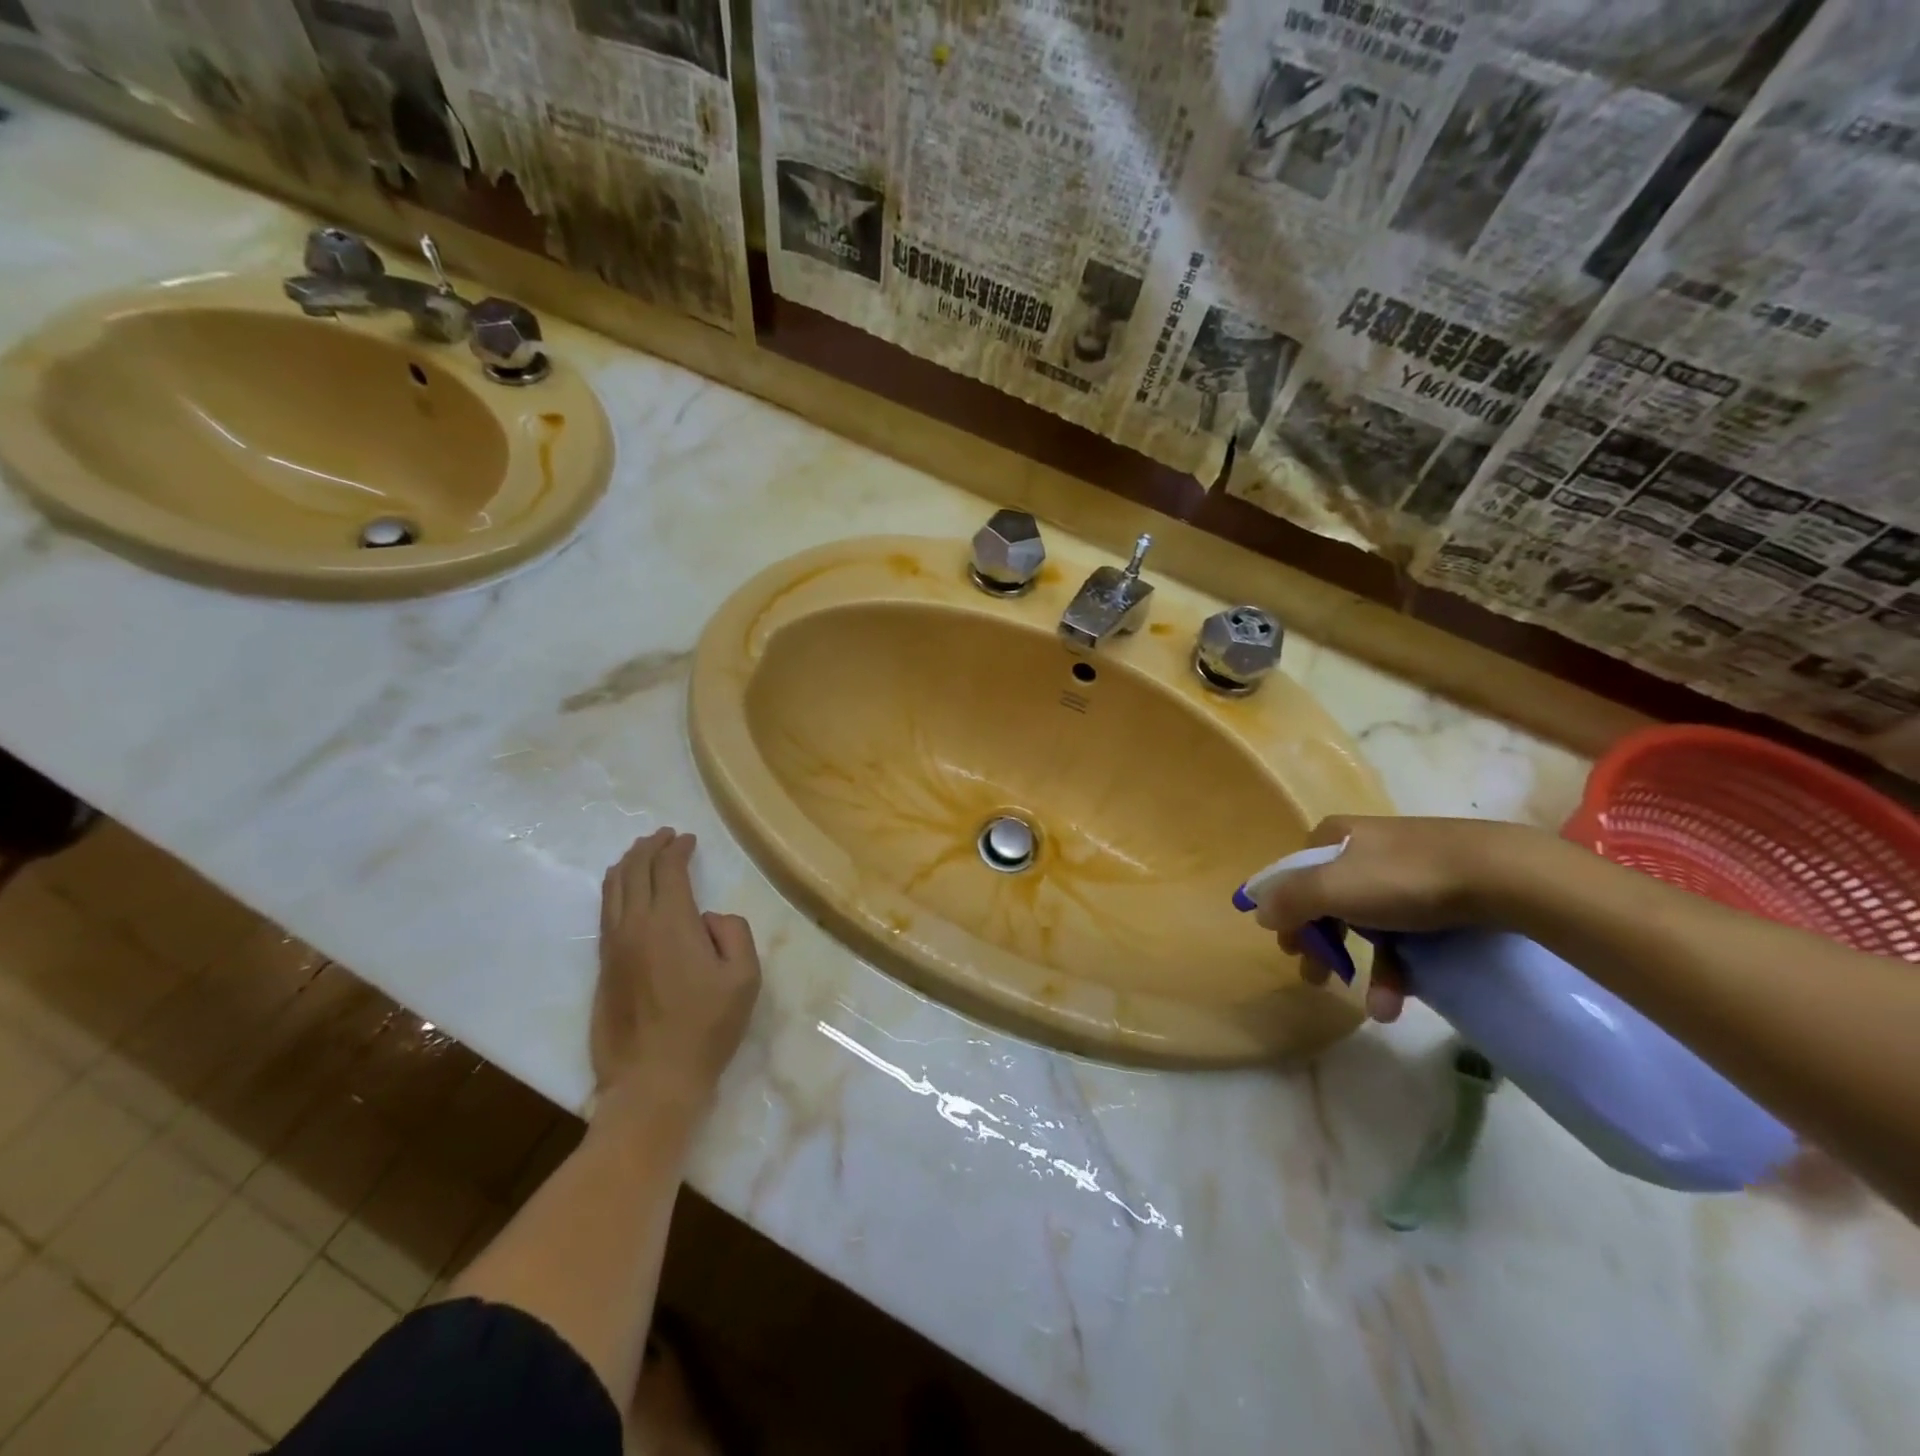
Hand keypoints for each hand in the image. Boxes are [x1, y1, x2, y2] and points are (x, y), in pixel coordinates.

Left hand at [593, 828, 760, 1109]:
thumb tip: (707, 918)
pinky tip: (621, 892)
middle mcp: (635, 926)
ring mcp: (613, 948)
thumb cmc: (707, 1028)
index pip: (669, 870)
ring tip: (638, 854)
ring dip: (627, 865)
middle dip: (649, 848)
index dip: (678, 849)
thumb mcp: (745, 977)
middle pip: (635, 872)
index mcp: (672, 922)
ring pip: (612, 891)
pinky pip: (605, 914)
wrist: (653, 1081)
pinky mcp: (603, 969)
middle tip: (663, 836)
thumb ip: (733, 932)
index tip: (688, 839)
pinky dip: (614, 891)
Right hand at [1254, 815, 1532, 1022]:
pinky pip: (1406, 934)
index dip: (1286, 912)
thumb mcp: (1331, 887)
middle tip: (1317, 976)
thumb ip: (1288, 900)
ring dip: (1364, 968)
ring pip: (1368, 923)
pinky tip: (1399, 1001)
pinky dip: (1399, 968)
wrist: (1502, 876)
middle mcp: (1363, 849)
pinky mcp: (1440, 896)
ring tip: (1373, 1008)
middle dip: (1321, 945)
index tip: (1290, 948)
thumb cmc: (1403, 879)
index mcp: (1333, 837)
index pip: (1293, 875)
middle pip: (1327, 901)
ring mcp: (1403, 872)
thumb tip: (1260, 912)